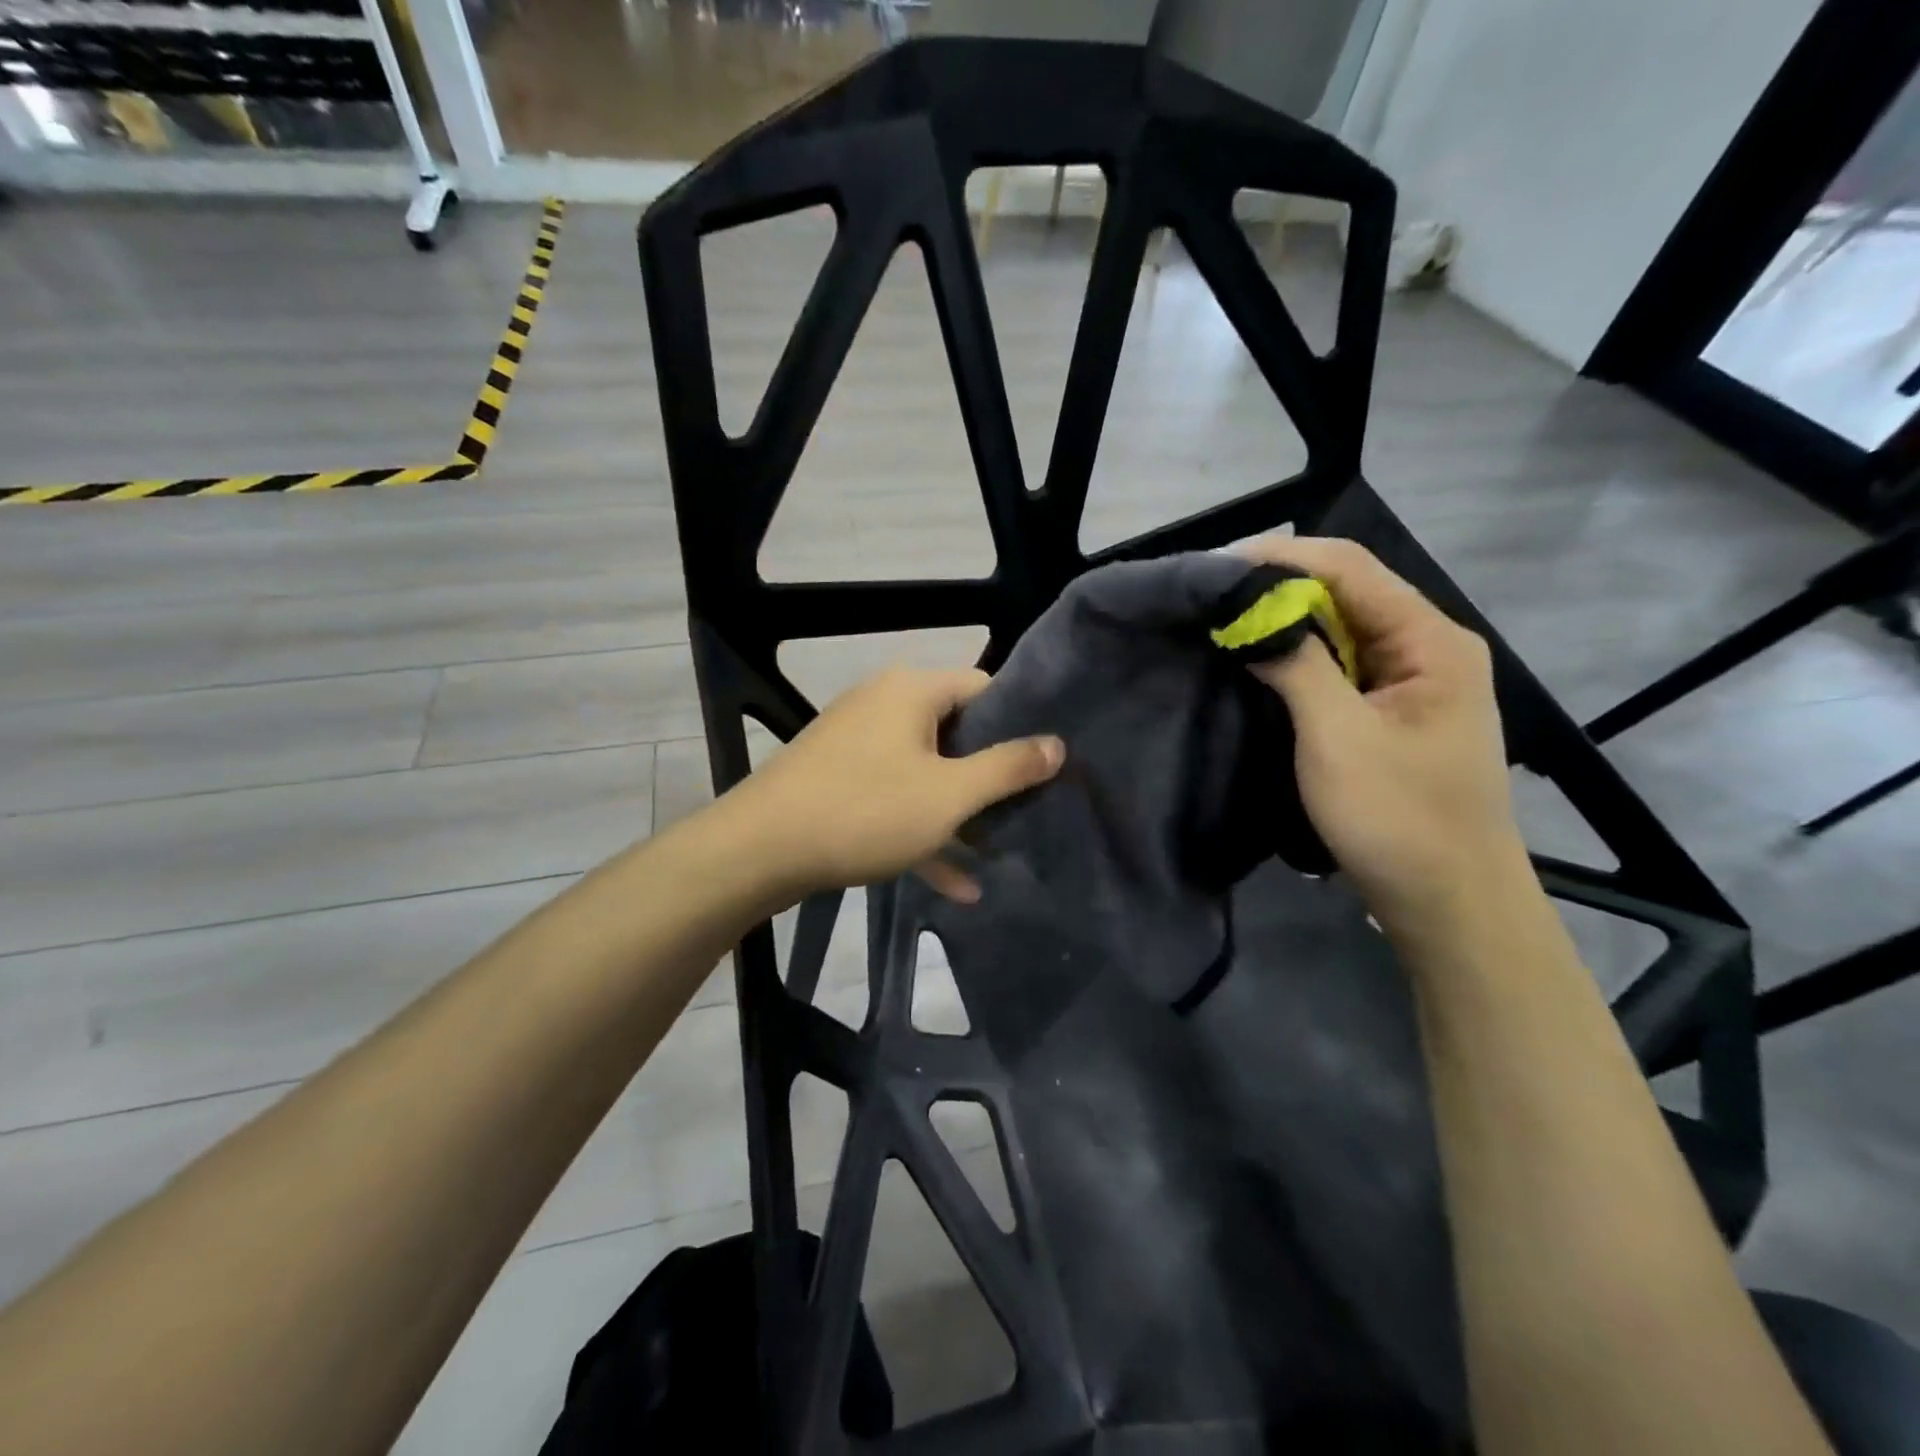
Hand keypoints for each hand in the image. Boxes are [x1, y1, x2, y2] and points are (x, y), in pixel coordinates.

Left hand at [737, 667, 1064, 902]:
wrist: (757, 851)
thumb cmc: (864, 811)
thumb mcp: (948, 794)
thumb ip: (1007, 768)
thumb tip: (1057, 744)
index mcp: (912, 691)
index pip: (984, 687)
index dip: (1020, 722)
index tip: (1047, 762)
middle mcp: (884, 705)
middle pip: (957, 732)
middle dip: (992, 775)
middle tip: (1029, 809)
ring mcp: (858, 744)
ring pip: (926, 772)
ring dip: (960, 812)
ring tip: (1000, 850)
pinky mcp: (839, 780)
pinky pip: (895, 798)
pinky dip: (923, 830)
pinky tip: (956, 884)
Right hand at [1239, 536, 1528, 929]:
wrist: (1449, 902)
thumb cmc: (1397, 817)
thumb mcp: (1338, 737)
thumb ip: (1297, 664)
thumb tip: (1249, 613)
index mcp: (1430, 640)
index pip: (1350, 567)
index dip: (1281, 557)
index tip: (1216, 568)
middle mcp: (1426, 647)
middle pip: (1346, 592)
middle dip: (1278, 588)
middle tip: (1210, 597)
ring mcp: (1411, 682)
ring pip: (1340, 630)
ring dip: (1285, 623)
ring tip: (1222, 624)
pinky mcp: (1391, 712)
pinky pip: (1339, 666)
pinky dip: (1297, 658)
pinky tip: (1257, 663)